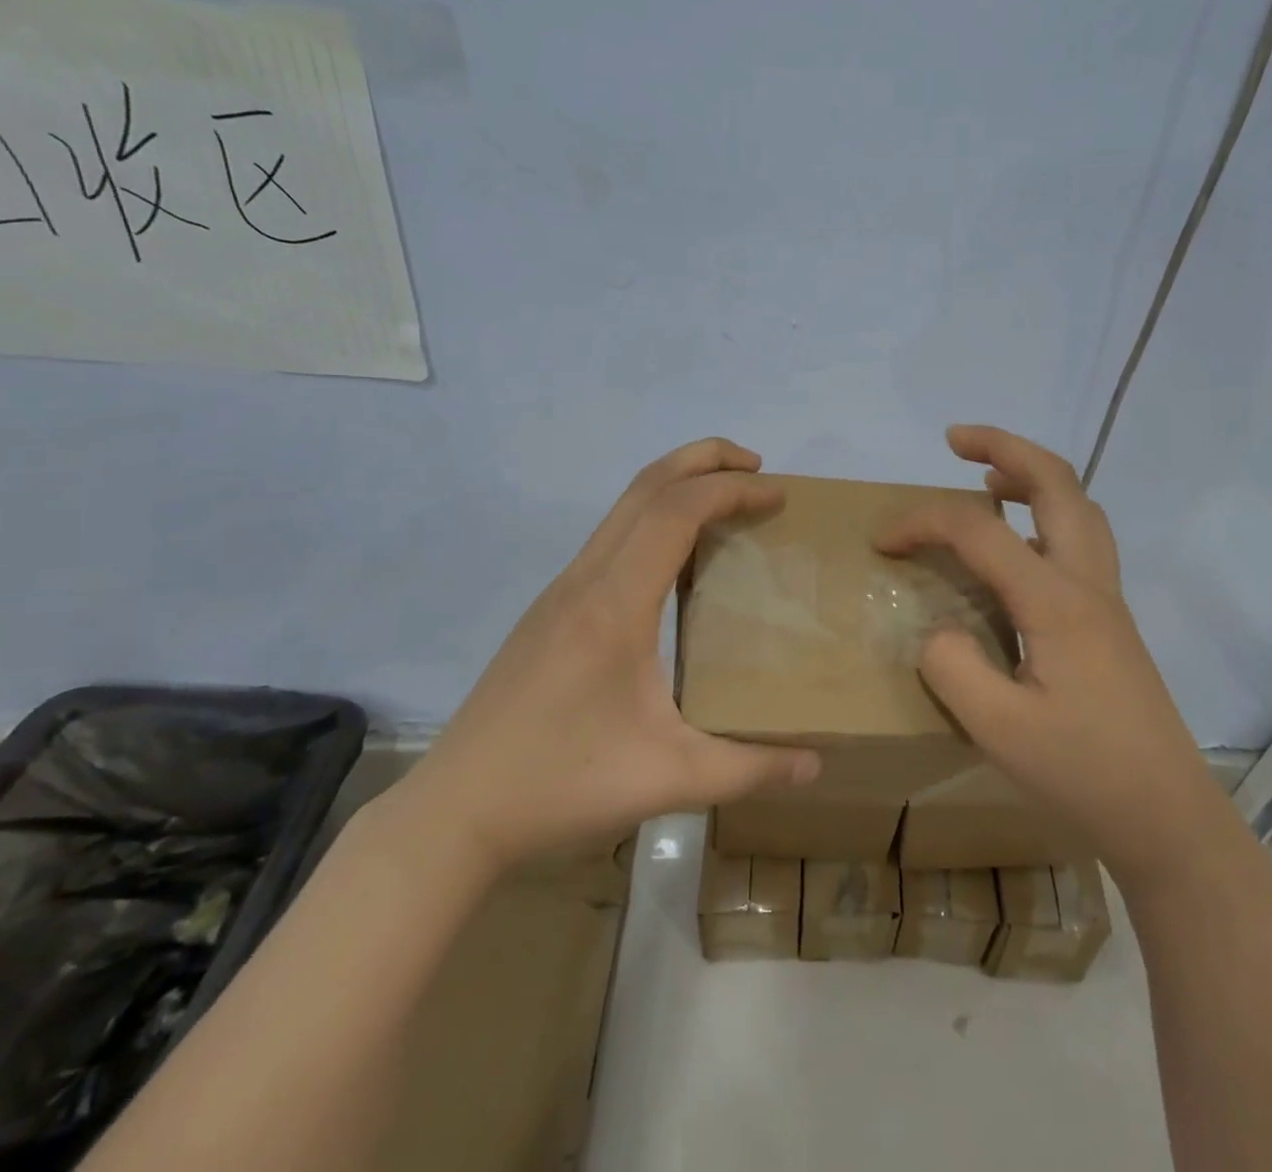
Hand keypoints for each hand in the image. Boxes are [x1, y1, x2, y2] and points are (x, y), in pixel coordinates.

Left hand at [402, 439, 820, 877]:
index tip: (778, 495)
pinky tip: (679, 563)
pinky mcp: (551, 610)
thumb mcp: (668, 780)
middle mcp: (585, 579)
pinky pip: (611, 539)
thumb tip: (816, 766)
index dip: (731, 490)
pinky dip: (655, 521)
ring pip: (623, 508)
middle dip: (703, 459)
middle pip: (646, 485)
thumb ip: (749, 768)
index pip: (676, 511)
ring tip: (726, 503)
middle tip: (757, 467)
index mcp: (614, 603)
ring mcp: (561, 591)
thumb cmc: (561, 784)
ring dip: (677, 487)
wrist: (454, 812)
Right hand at [875, 425, 1213, 891]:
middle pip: (1056, 483)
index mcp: (1056, 600)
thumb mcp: (998, 729)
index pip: (980, 532)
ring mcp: (1105, 598)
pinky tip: (1020, 544)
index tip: (881, 542)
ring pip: (1078, 505)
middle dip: (1004, 447)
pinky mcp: (1109, 620)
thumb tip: (936, 632)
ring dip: (1032, 476)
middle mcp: (1087, 582)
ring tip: (987, 478)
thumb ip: (952, 667)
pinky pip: (1080, 539)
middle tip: (956, 439)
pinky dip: (1046, 514)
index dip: (923, 523)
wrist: (1167, 814)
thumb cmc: (1083, 772)